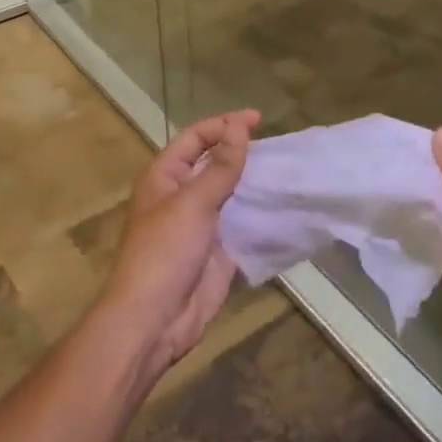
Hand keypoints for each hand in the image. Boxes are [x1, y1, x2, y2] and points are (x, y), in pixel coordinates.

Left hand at [100, 110, 259, 377]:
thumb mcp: (193, 203)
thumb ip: (220, 167)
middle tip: (279, 146)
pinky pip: (242, 226)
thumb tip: (239, 127)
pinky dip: (260, 216)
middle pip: (214, 164)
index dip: (224, 125)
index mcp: (165, 177)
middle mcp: (181, 196)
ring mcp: (201, 225)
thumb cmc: (164, 252)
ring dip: (255, 183)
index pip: (195, 138)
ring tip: (287, 171)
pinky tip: (285, 207)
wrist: (154, 320)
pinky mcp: (218, 252)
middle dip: (242, 152)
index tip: (258, 120)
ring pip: (231, 194)